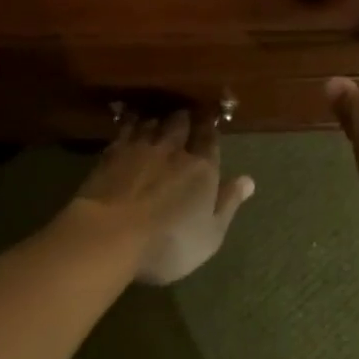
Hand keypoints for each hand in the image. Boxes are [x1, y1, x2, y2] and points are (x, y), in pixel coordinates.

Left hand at [71, 109, 255, 285]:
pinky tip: (130, 123)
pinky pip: (125, 130)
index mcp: (202, 168)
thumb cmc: (168, 242)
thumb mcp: (210, 234)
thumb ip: (229, 203)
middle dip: (185, 118)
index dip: (210, 129)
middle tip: (185, 116)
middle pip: (181, 124)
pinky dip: (131, 123)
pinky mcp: (111, 154)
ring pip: (152, 122)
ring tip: (159, 118)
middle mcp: (173, 150)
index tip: (210, 122)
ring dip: (158, 119)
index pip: (210, 140)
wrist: (109, 235)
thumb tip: (248, 179)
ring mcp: (139, 149)